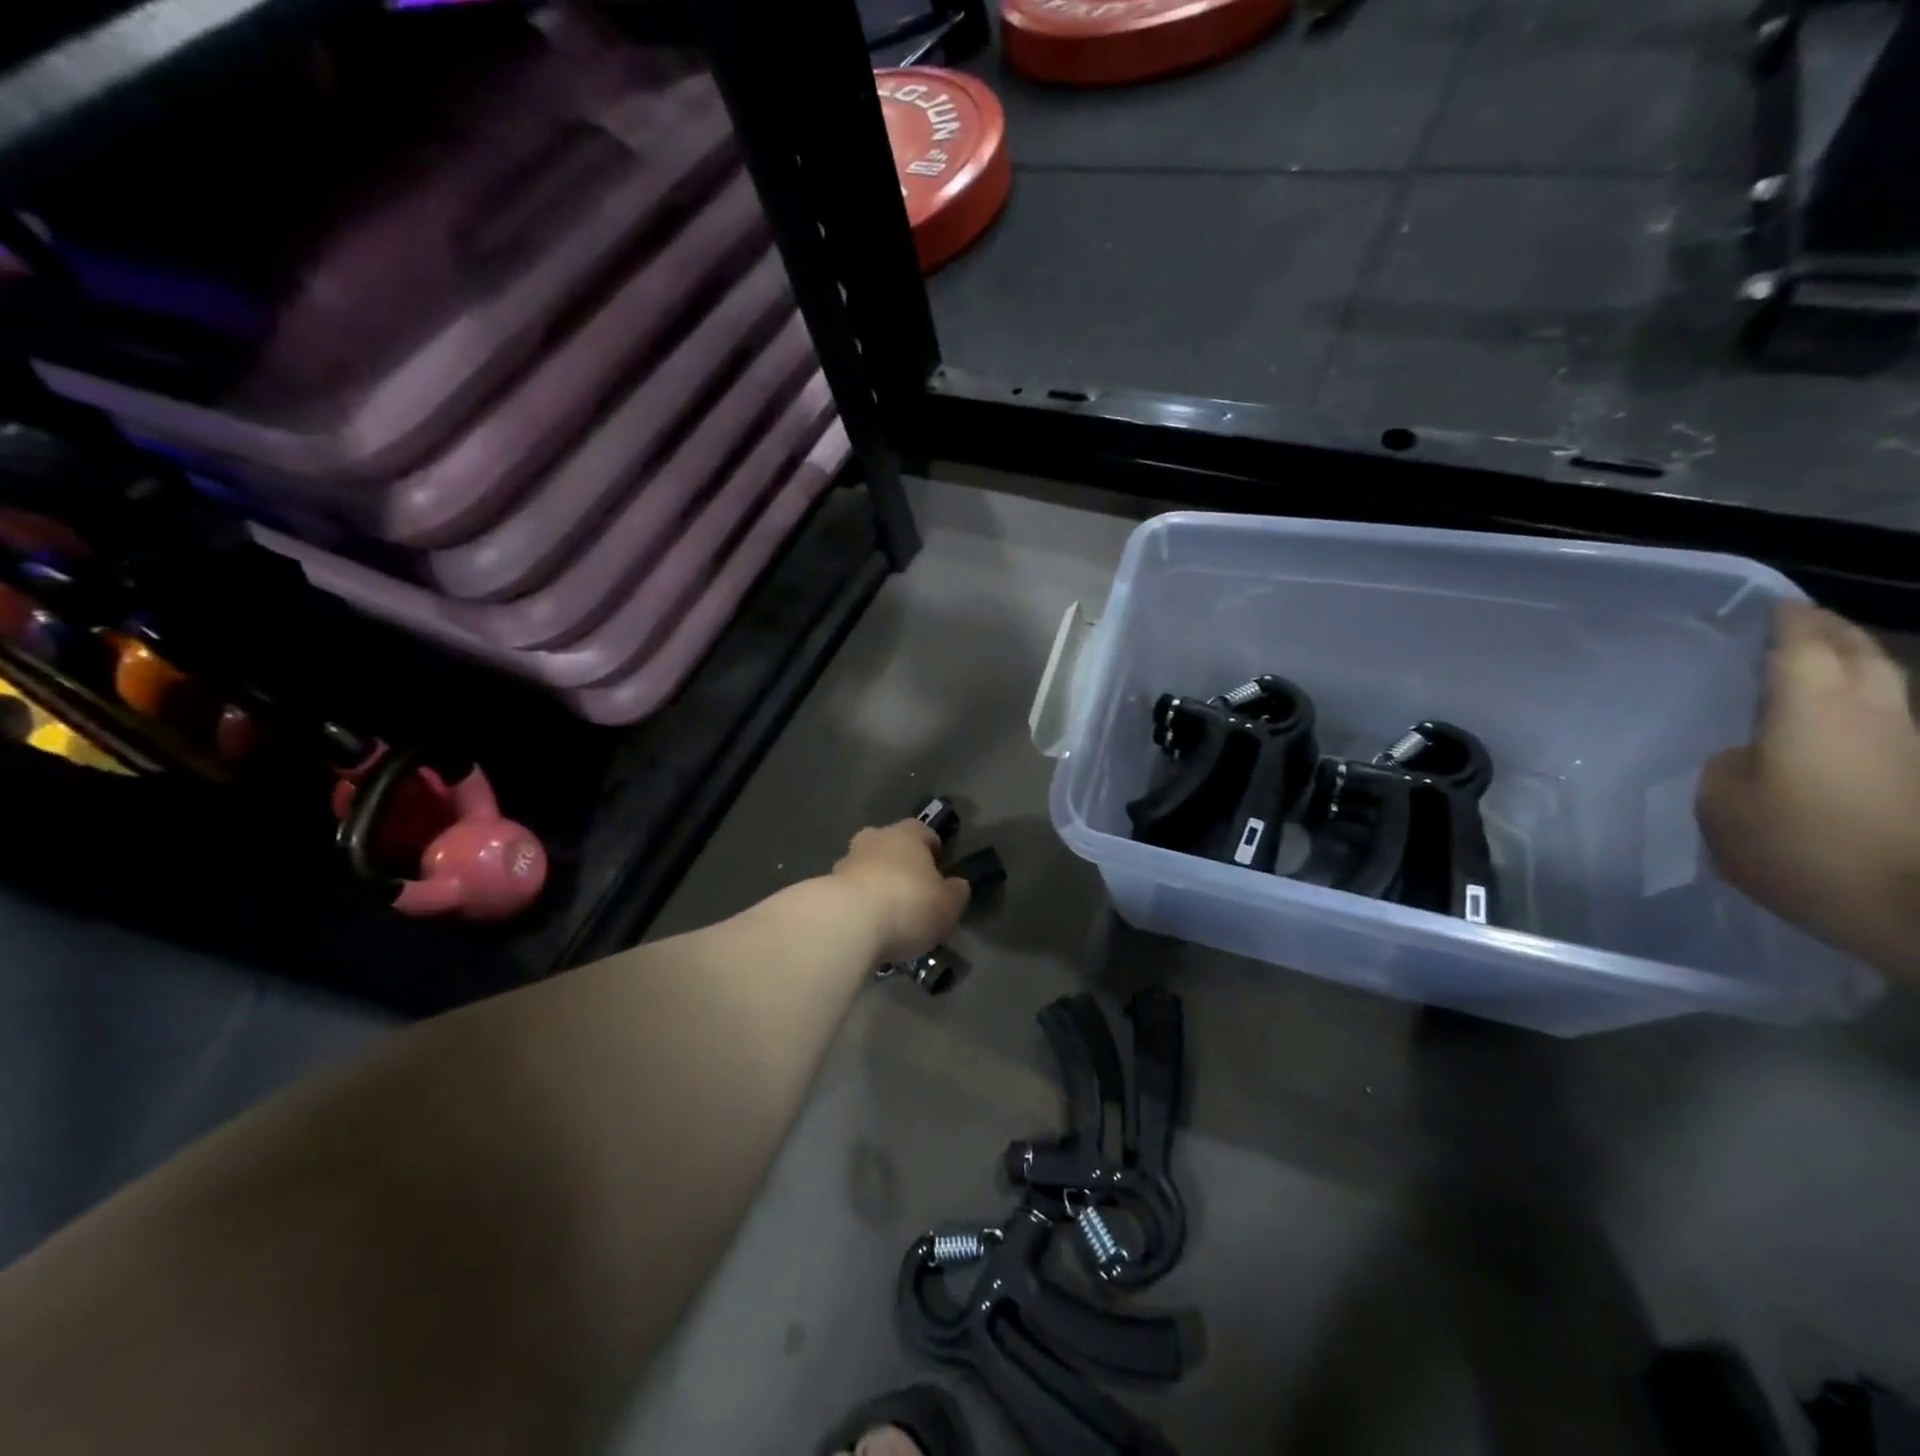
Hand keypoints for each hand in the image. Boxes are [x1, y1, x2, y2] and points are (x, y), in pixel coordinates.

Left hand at [831, 820, 971, 965]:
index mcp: (907, 835)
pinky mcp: (824, 888)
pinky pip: (847, 894)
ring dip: (874, 886)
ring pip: (865, 869)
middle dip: (899, 865)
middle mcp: (873, 839)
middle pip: (889, 846)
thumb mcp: (948, 906)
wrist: (845, 924)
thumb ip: (956, 893)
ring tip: (885, 920)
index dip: (933, 851)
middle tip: (911, 895)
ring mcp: (845, 862)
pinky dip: (856, 906)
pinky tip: (864, 930)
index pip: (924, 832)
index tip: (939, 875)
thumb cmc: (907, 905)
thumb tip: (956, 885)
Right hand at [1697, 602, 1919, 982]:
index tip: (1768, 604)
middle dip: (1830, 631)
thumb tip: (1746, 756)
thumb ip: (1728, 768)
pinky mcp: (1914, 775)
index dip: (1785, 620)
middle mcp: (1868, 712)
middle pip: (1859, 652)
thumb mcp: (1722, 807)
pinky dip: (1856, 701)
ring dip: (1851, 663)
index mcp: (1813, 708)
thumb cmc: (1799, 846)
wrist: (1909, 906)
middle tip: (1796, 623)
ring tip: (1814, 661)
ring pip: (1882, 681)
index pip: (1802, 645)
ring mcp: (1903, 743)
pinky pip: (1884, 717)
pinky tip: (1829, 717)